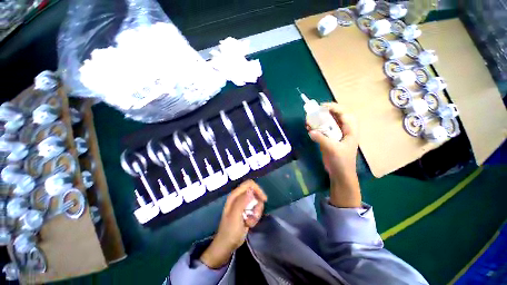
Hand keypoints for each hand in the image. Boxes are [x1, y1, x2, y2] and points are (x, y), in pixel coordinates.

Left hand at [200, 180, 266, 268]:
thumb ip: (242, 202)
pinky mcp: (246, 211)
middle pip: (255, 193)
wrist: (227, 245)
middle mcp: (239, 197)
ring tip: (250, 222)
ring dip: (257, 212)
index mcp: (235, 195)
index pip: (249, 184)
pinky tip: (249, 224)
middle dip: (258, 204)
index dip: (257, 189)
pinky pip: (256, 209)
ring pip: (256, 201)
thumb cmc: (230, 231)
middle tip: (255, 215)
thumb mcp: (235, 216)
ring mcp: (243, 204)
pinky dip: (255, 216)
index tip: (263, 200)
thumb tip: (251, 190)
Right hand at [307, 102, 360, 207]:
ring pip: (329, 123)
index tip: (322, 107)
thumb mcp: (332, 149)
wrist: (340, 174)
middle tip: (315, 111)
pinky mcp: (330, 140)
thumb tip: (310, 131)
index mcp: (350, 131)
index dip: (334, 108)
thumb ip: (321, 138)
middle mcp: (344, 131)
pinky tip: (309, 128)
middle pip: (336, 117)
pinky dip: (316, 128)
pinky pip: (323, 130)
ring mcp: (336, 135)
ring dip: (319, 120)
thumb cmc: (341, 161)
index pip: (344, 114)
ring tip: (309, 119)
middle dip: (325, 113)